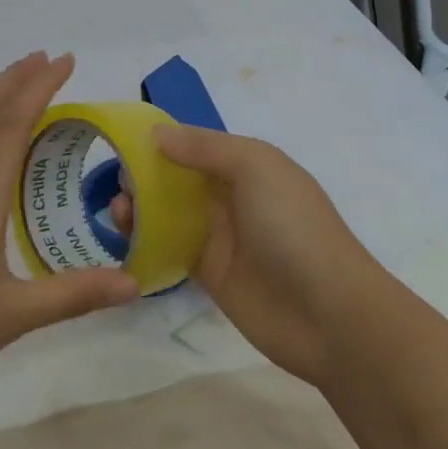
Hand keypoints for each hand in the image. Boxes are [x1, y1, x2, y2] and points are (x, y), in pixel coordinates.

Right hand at [113, 126, 380, 387]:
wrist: (329, 315)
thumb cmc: (293, 228)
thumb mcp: (256, 167)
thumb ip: (205, 147)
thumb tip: (156, 133)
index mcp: (246, 165)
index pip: (194, 144)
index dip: (159, 141)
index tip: (120, 142)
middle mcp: (230, 196)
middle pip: (176, 177)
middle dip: (143, 175)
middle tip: (117, 184)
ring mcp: (219, 236)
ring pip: (167, 213)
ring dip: (139, 208)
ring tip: (117, 213)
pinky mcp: (208, 273)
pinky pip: (169, 249)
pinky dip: (145, 242)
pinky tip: (124, 240)